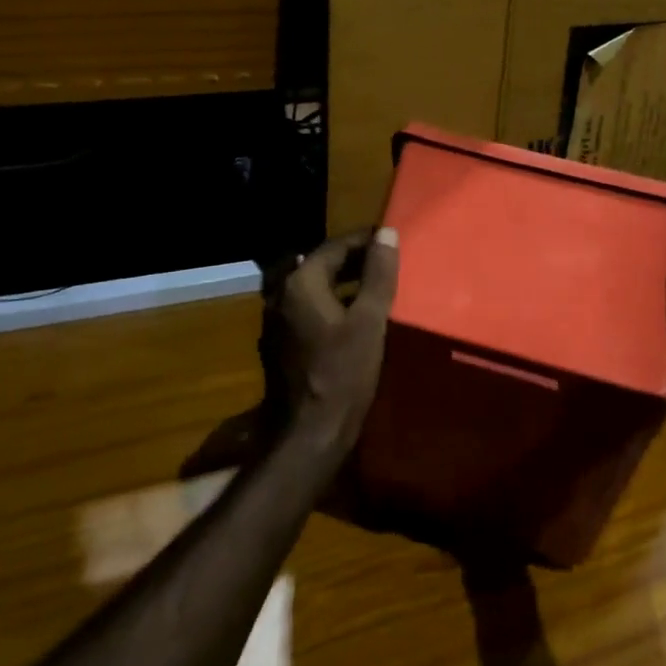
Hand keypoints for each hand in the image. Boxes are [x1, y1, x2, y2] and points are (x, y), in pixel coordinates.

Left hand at [260, 228, 399, 458]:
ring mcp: (274, 321)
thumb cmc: (343, 373)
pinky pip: (306, 310)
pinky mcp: (278, 344)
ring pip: (311, 288)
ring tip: (373, 286)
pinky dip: (328, 304)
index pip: (334, 246)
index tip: (390, 240)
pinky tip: (350, 316)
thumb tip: (386, 233)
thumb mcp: (370, 320)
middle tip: (385, 262)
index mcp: (299, 283)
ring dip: (339, 282)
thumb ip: (378, 274)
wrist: (309, 433)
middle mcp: (279, 295)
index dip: (364, 241)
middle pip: (318, 265)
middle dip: (352, 260)